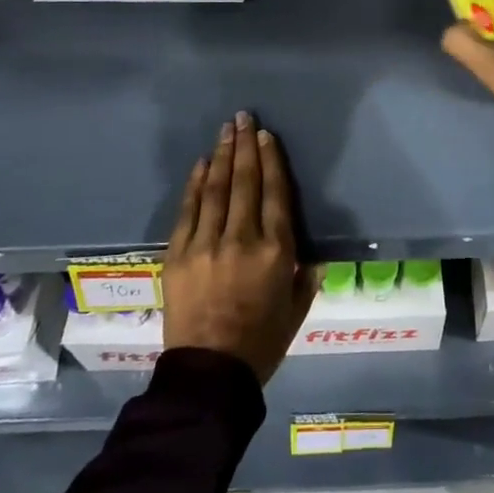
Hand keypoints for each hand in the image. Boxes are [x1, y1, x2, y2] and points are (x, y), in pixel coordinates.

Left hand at [163, 112, 315, 383]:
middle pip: (244, 182)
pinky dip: (194, 184)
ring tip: (226, 129)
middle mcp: (242, 239)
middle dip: (245, 146)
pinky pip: (188, 210)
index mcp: (276, 252)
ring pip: (215, 189)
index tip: (266, 136)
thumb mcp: (297, 310)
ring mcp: (206, 244)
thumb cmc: (261, 343)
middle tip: (244, 117)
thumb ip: (307, 277)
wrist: (208, 375)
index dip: (271, 161)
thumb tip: (314, 255)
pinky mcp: (178, 254)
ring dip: (221, 155)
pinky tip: (200, 163)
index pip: (275, 194)